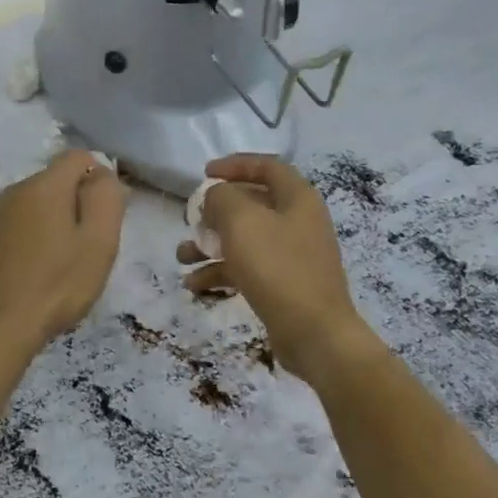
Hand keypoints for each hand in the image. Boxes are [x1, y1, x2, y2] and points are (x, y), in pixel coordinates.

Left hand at [0, 149, 125, 352]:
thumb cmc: (57, 285)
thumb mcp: (99, 241)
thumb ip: (106, 198)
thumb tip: (102, 174)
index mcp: (43, 185)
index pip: (79, 157)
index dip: (100, 179)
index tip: (107, 217)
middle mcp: (14, 191)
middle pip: (58, 181)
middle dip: (78, 203)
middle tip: (90, 246)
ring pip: (38, 205)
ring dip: (57, 223)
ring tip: (66, 263)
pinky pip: (21, 225)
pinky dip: (36, 238)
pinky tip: (41, 272)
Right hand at [178, 154, 381, 383]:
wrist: (314, 332)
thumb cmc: (278, 268)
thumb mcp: (242, 222)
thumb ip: (222, 198)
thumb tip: (215, 196)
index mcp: (297, 198)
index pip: (267, 166)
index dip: (235, 165)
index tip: (204, 173)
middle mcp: (298, 221)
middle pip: (252, 204)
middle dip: (215, 212)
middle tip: (191, 220)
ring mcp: (293, 255)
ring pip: (245, 240)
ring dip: (211, 245)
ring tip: (182, 257)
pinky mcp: (284, 284)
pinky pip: (248, 269)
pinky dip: (222, 272)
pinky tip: (194, 285)